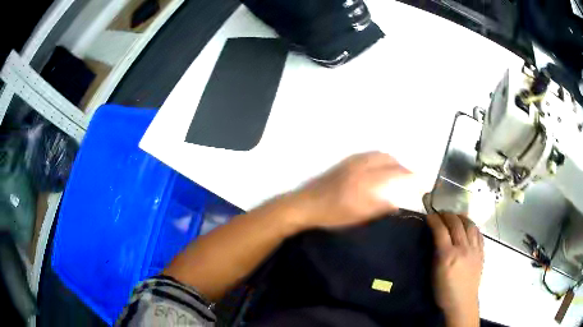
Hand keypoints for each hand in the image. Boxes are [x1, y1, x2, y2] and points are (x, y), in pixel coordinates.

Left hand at [290, 152, 410, 229]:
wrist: (306, 205)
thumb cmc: (332, 214)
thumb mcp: (358, 216)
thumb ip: (379, 207)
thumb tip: (398, 203)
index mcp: (366, 180)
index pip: (394, 173)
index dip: (408, 175)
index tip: (418, 178)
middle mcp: (361, 166)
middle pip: (387, 159)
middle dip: (401, 166)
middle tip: (408, 176)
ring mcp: (351, 162)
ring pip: (377, 155)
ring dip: (390, 161)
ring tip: (395, 172)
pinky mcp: (344, 163)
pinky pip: (368, 155)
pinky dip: (379, 159)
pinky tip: (378, 168)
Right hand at [426, 212, 483, 326]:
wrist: (462, 302)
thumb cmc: (443, 292)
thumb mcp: (434, 273)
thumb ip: (436, 253)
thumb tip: (435, 238)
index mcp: (448, 256)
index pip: (441, 230)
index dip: (434, 220)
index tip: (429, 215)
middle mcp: (463, 248)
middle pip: (456, 223)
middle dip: (447, 215)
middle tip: (441, 214)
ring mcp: (474, 249)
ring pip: (470, 225)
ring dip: (462, 217)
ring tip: (456, 217)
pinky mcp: (481, 252)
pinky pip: (479, 233)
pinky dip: (472, 226)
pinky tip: (469, 227)